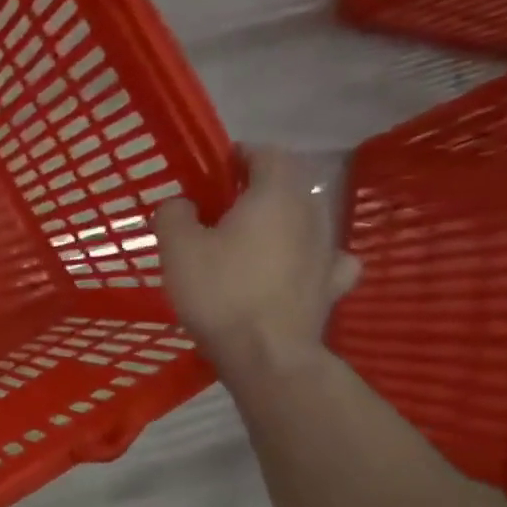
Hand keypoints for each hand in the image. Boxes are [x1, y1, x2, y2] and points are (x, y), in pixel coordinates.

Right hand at [153, 147, 360, 378]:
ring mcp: (328, 249)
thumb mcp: (176, 247)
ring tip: (246, 244)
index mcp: (274, 195)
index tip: (212, 171)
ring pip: (304, 219)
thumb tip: (182, 204)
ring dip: (278, 223)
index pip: (267, 153)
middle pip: (287, 185)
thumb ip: (174, 213)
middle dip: (255, 190)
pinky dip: (308, 256)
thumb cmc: (218, 291)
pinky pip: (325, 257)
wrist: (265, 352)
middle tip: (218, 211)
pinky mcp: (332, 283)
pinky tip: (294, 268)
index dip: (239, 155)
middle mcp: (311, 212)